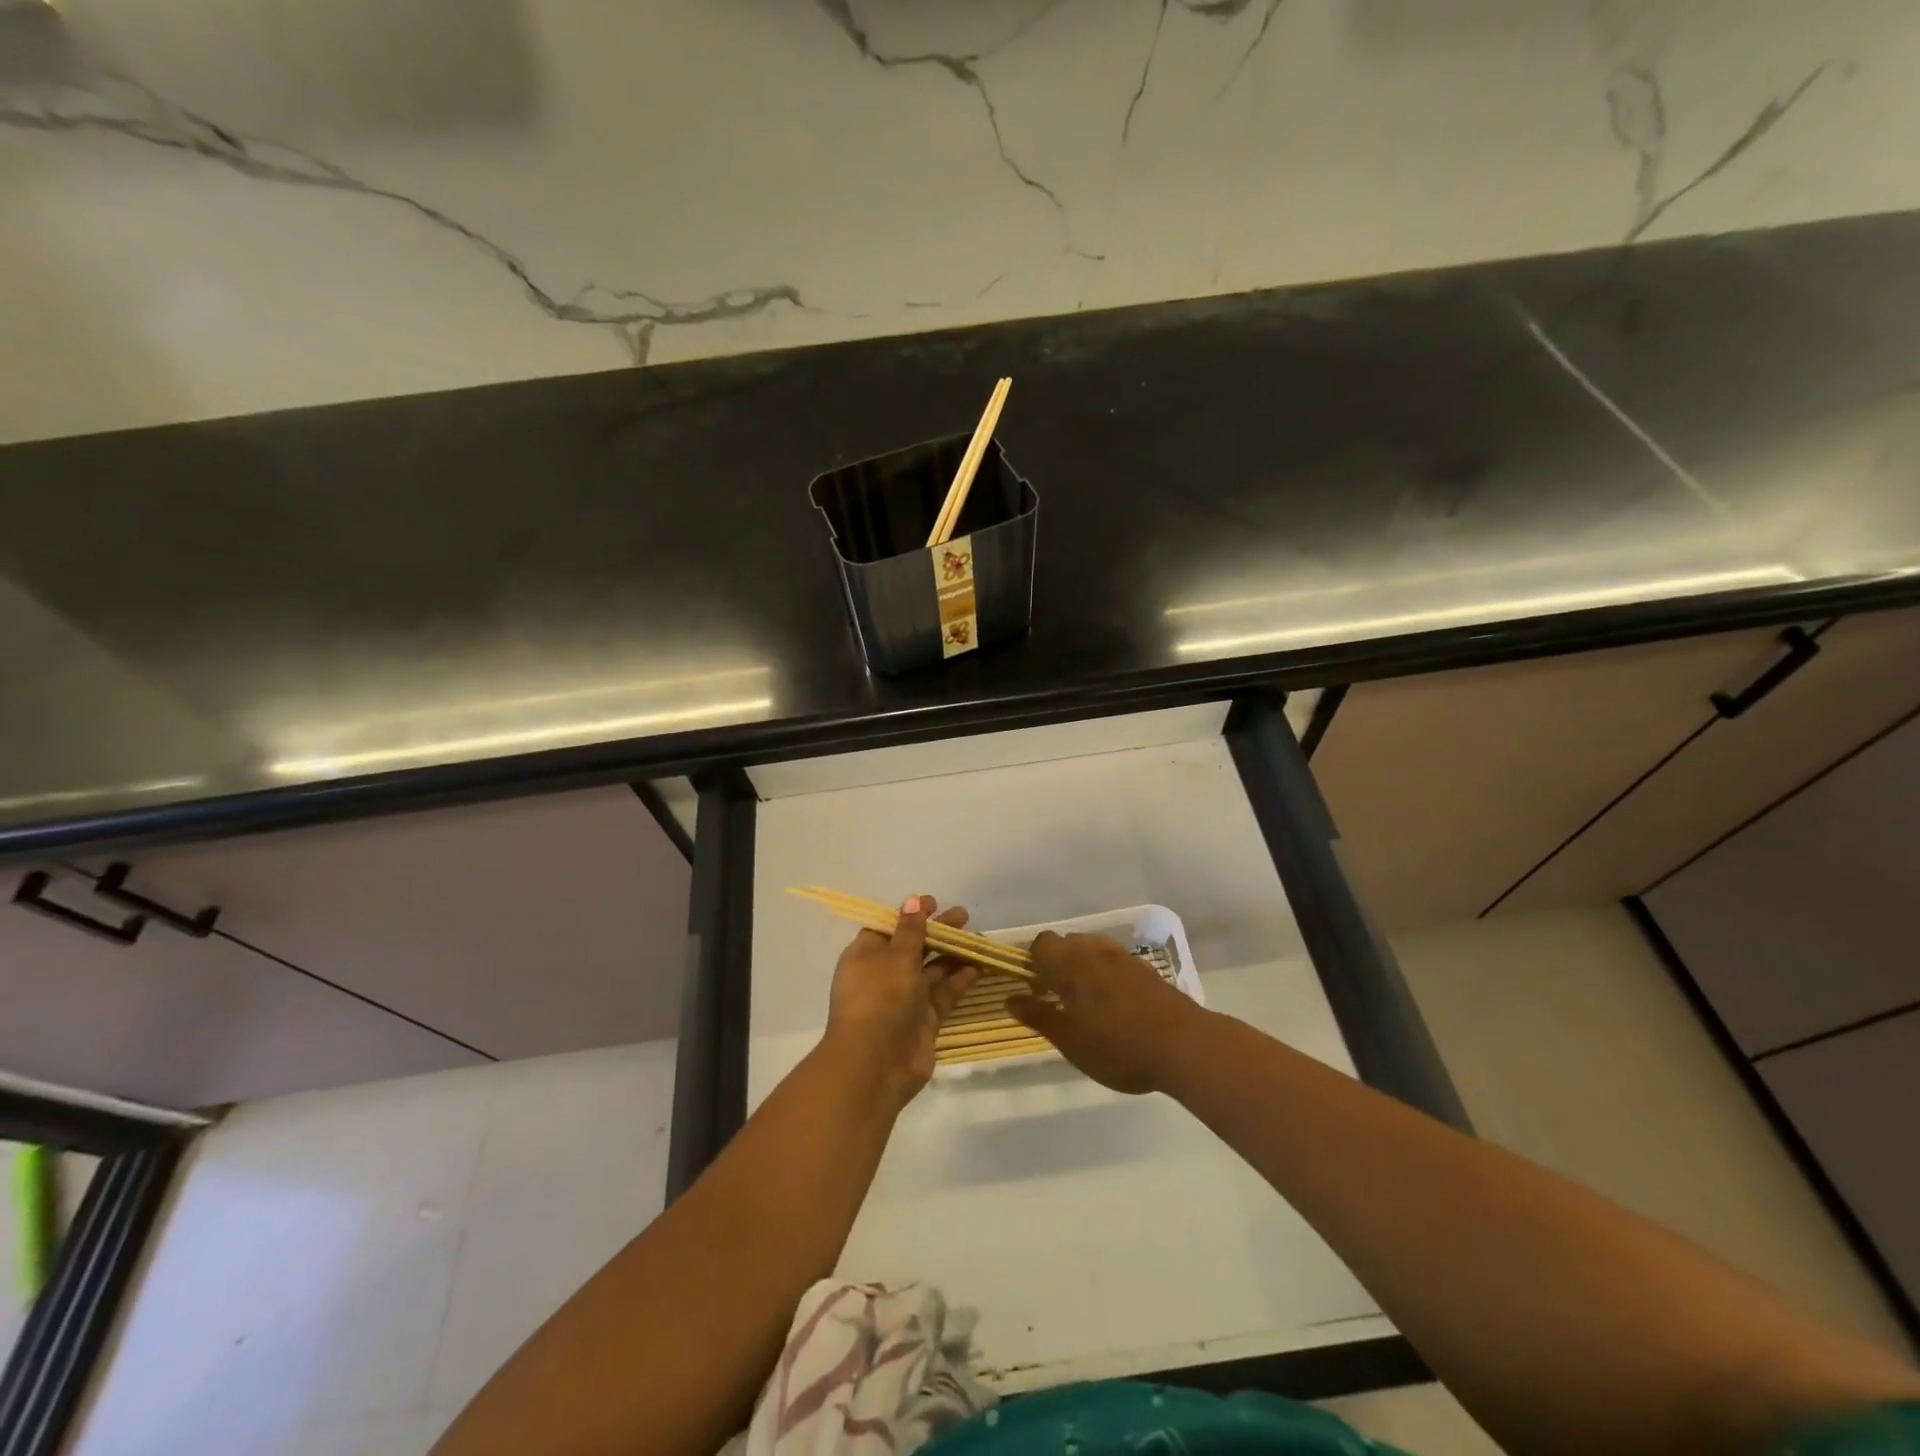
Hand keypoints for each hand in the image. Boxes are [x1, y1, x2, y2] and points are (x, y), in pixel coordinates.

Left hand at [823, 895, 978, 1107]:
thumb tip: (911, 900)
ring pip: (932, 970)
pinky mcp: (924, 1020)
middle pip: (914, 947)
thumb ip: (910, 929)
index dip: (910, 914)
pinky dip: (959, 980)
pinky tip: (978, 967)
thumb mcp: (896, 957)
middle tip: (964, 916)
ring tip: (978, 938)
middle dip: (938, 931)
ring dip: (953, 954)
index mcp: (865, 955)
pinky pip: (943, 994)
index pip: (888, 927)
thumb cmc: (880, 998)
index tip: (934, 902)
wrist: (876, 1064)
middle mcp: (883, 975)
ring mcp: (904, 999)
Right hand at [1007, 932, 1208, 1093]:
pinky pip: (1116, 963)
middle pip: (1067, 943)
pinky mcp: (1147, 971)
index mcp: (1071, 963)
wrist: (1185, 1046)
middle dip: (1057, 963)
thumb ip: (1039, 1016)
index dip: (1031, 961)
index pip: (1041, 943)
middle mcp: (1096, 951)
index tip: (1031, 987)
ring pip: (1093, 950)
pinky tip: (1114, 1007)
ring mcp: (1125, 958)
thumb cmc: (1117, 1045)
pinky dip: (1106, 976)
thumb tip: (1010, 998)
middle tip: (1055, 998)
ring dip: (1083, 968)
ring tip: (1084, 1003)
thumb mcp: (1070, 1040)